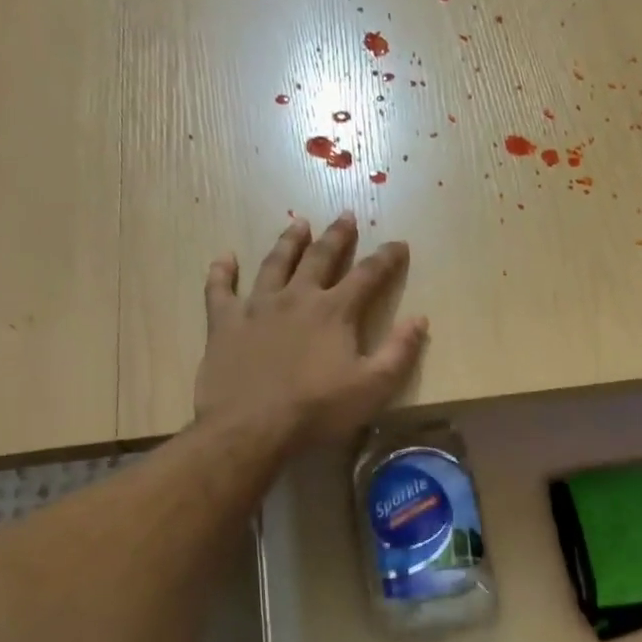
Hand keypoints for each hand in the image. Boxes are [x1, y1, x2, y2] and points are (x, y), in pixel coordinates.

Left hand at [194, 211, 428, 446]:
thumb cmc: (318, 410)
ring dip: (288, 242)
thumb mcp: (373, 387)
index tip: (399, 243)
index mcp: (335, 312)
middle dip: (337, 236)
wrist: (252, 426)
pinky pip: (220, 288)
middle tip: (345, 215)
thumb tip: (420, 318)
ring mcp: (257, 306)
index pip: (368, 276)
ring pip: (274, 263)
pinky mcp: (225, 322)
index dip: (387, 258)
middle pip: (320, 257)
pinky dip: (222, 271)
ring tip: (297, 222)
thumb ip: (399, 351)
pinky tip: (224, 258)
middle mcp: (297, 297)